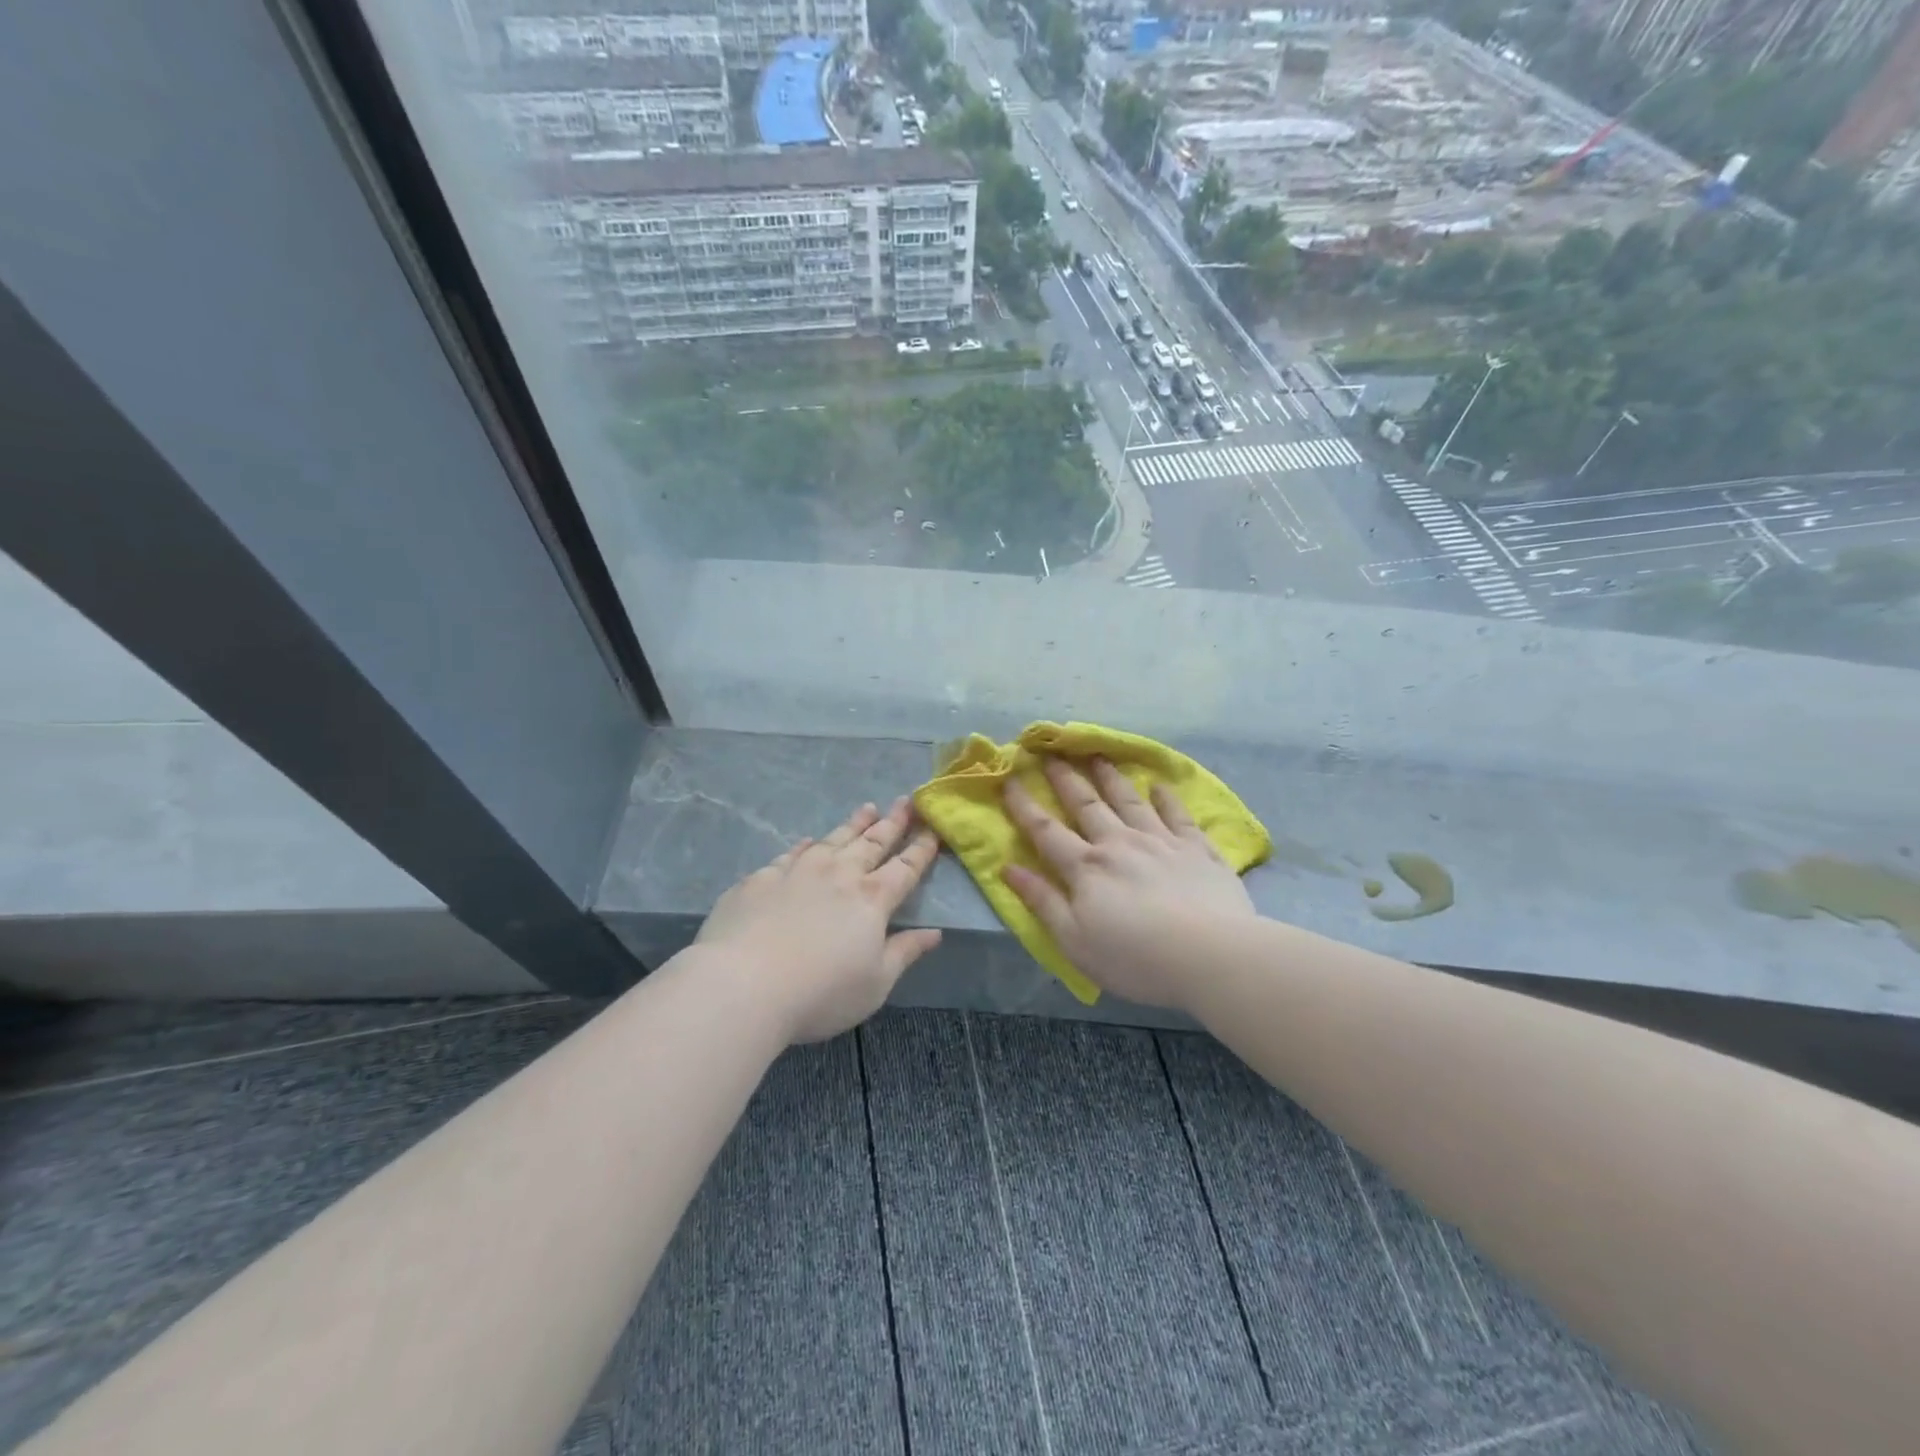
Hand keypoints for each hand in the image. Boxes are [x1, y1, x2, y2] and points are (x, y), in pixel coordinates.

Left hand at [695, 798, 942, 1042]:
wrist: (743, 985)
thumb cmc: (821, 993)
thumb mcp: (875, 984)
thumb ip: (905, 952)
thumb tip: (935, 932)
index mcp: (871, 900)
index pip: (905, 868)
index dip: (921, 849)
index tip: (933, 828)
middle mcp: (838, 875)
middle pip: (872, 843)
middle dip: (893, 822)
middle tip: (906, 801)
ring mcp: (797, 872)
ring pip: (834, 839)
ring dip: (854, 824)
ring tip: (868, 808)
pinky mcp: (761, 879)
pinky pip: (792, 854)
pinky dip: (806, 845)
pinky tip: (810, 841)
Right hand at [1002, 757, 1256, 1012]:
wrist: (1211, 955)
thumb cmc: (1135, 958)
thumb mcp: (1074, 941)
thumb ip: (1042, 901)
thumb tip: (1008, 867)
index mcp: (1086, 868)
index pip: (1046, 830)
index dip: (1024, 805)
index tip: (1009, 779)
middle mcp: (1119, 843)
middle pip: (1086, 805)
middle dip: (1066, 779)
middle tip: (1052, 754)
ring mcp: (1160, 842)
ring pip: (1129, 801)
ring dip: (1110, 778)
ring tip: (1097, 757)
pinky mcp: (1197, 849)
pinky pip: (1178, 815)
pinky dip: (1167, 799)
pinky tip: (1160, 786)